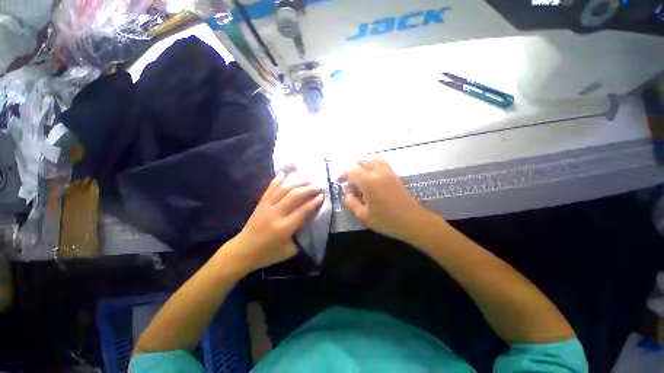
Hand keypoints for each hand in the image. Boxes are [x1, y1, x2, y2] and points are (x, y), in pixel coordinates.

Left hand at [227, 172, 323, 271]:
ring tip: (307, 179)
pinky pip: (269, 190)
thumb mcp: (289, 251)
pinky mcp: (260, 204)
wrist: (242, 252)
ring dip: (297, 183)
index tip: (322, 196)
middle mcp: (276, 214)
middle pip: (295, 196)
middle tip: (318, 187)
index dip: (314, 202)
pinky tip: (283, 173)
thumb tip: (309, 222)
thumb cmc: (267, 254)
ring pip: (283, 190)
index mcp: (284, 227)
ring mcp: (266, 207)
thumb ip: (301, 237)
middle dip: (308, 190)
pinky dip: (276, 180)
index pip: (303, 211)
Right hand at [340, 160, 431, 242]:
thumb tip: (348, 194)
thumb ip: (352, 203)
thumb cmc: (387, 221)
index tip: (339, 181)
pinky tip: (372, 177)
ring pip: (373, 160)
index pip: (352, 171)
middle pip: (362, 162)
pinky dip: (373, 166)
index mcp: (369, 182)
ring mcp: (389, 173)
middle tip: (349, 180)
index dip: (343, 175)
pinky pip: (381, 164)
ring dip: (363, 165)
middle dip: (353, 169)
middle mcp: (378, 173)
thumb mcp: (364, 216)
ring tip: (359, 176)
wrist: (414, 222)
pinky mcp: (395, 176)